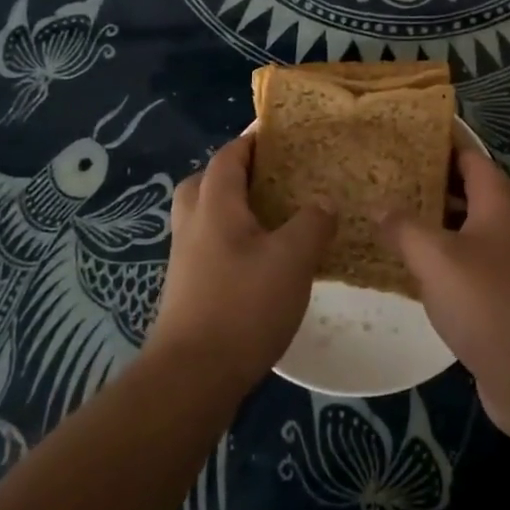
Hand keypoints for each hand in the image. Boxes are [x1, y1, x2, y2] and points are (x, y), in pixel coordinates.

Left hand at [146, 136, 334, 390]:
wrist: (192, 376)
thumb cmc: (243, 306)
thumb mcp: (292, 260)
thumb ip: (312, 224)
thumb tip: (324, 202)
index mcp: (215, 205)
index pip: (229, 156)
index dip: (251, 140)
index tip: (279, 133)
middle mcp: (193, 224)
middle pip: (205, 182)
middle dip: (234, 172)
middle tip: (270, 176)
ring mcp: (185, 258)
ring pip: (204, 215)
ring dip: (231, 207)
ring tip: (271, 217)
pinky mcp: (187, 288)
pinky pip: (208, 245)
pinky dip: (230, 239)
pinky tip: (260, 260)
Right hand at [376, 150, 509, 429]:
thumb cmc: (485, 301)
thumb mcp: (434, 258)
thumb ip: (403, 227)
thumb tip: (379, 206)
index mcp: (500, 203)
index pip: (473, 157)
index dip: (446, 143)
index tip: (411, 135)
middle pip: (479, 188)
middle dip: (443, 180)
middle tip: (403, 176)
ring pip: (478, 225)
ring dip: (446, 218)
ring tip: (403, 214)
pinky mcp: (509, 292)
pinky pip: (477, 258)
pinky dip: (452, 252)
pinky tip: (421, 265)